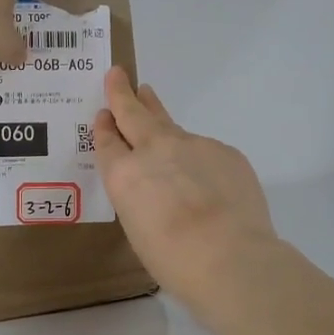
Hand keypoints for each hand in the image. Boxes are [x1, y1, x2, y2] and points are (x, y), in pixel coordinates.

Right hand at [93, 68, 279, 318]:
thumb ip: (141, 198)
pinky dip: (198, 156)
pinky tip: (206, 176)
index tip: (103, 114)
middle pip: (133, 114)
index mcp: (123, 174)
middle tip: (118, 74)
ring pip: (170, 125)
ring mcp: (192, 145)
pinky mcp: (224, 150)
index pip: (107, 142)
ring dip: (157, 113)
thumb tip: (158, 188)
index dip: (104, 126)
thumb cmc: (174, 259)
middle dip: (123, 93)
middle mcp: (153, 150)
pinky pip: (205, 149)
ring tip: (149, 98)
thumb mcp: (138, 229)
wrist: (230, 257)